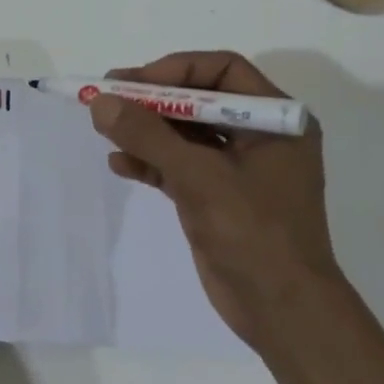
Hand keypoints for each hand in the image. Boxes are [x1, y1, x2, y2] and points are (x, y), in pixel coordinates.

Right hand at [89, 51, 336, 351]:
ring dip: (146, 131)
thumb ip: (148, 136)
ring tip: (104, 129)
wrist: (282, 313)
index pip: (222, 71)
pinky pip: (179, 165)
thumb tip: (100, 102)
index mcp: (277, 119)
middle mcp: (260, 136)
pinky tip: (119, 164)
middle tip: (107, 98)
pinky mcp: (217, 195)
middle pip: (199, 100)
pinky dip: (150, 161)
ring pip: (185, 133)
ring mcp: (238, 168)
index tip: (132, 83)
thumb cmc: (254, 233)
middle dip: (152, 100)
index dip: (175, 70)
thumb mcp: (199, 177)